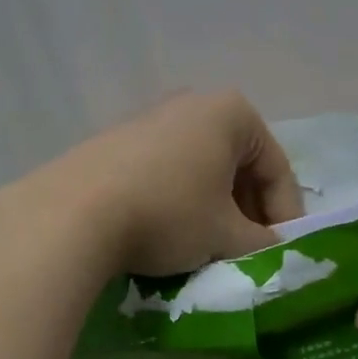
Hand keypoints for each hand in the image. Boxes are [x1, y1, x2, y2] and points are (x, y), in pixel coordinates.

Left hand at [0, 91, 304, 277]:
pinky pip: (167, 171)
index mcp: (232, 112)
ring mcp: (152, 117)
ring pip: (202, 170)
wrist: (71, 214)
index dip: (286, 217)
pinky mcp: (118, 140)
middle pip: (239, 166)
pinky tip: (170, 236)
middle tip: (249, 254)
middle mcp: (194, 103)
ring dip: (215, 209)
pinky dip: (180, 202)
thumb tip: (276, 252)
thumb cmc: (168, 214)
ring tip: (210, 250)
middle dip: (248, 212)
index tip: (283, 254)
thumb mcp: (226, 235)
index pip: (276, 169)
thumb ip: (263, 244)